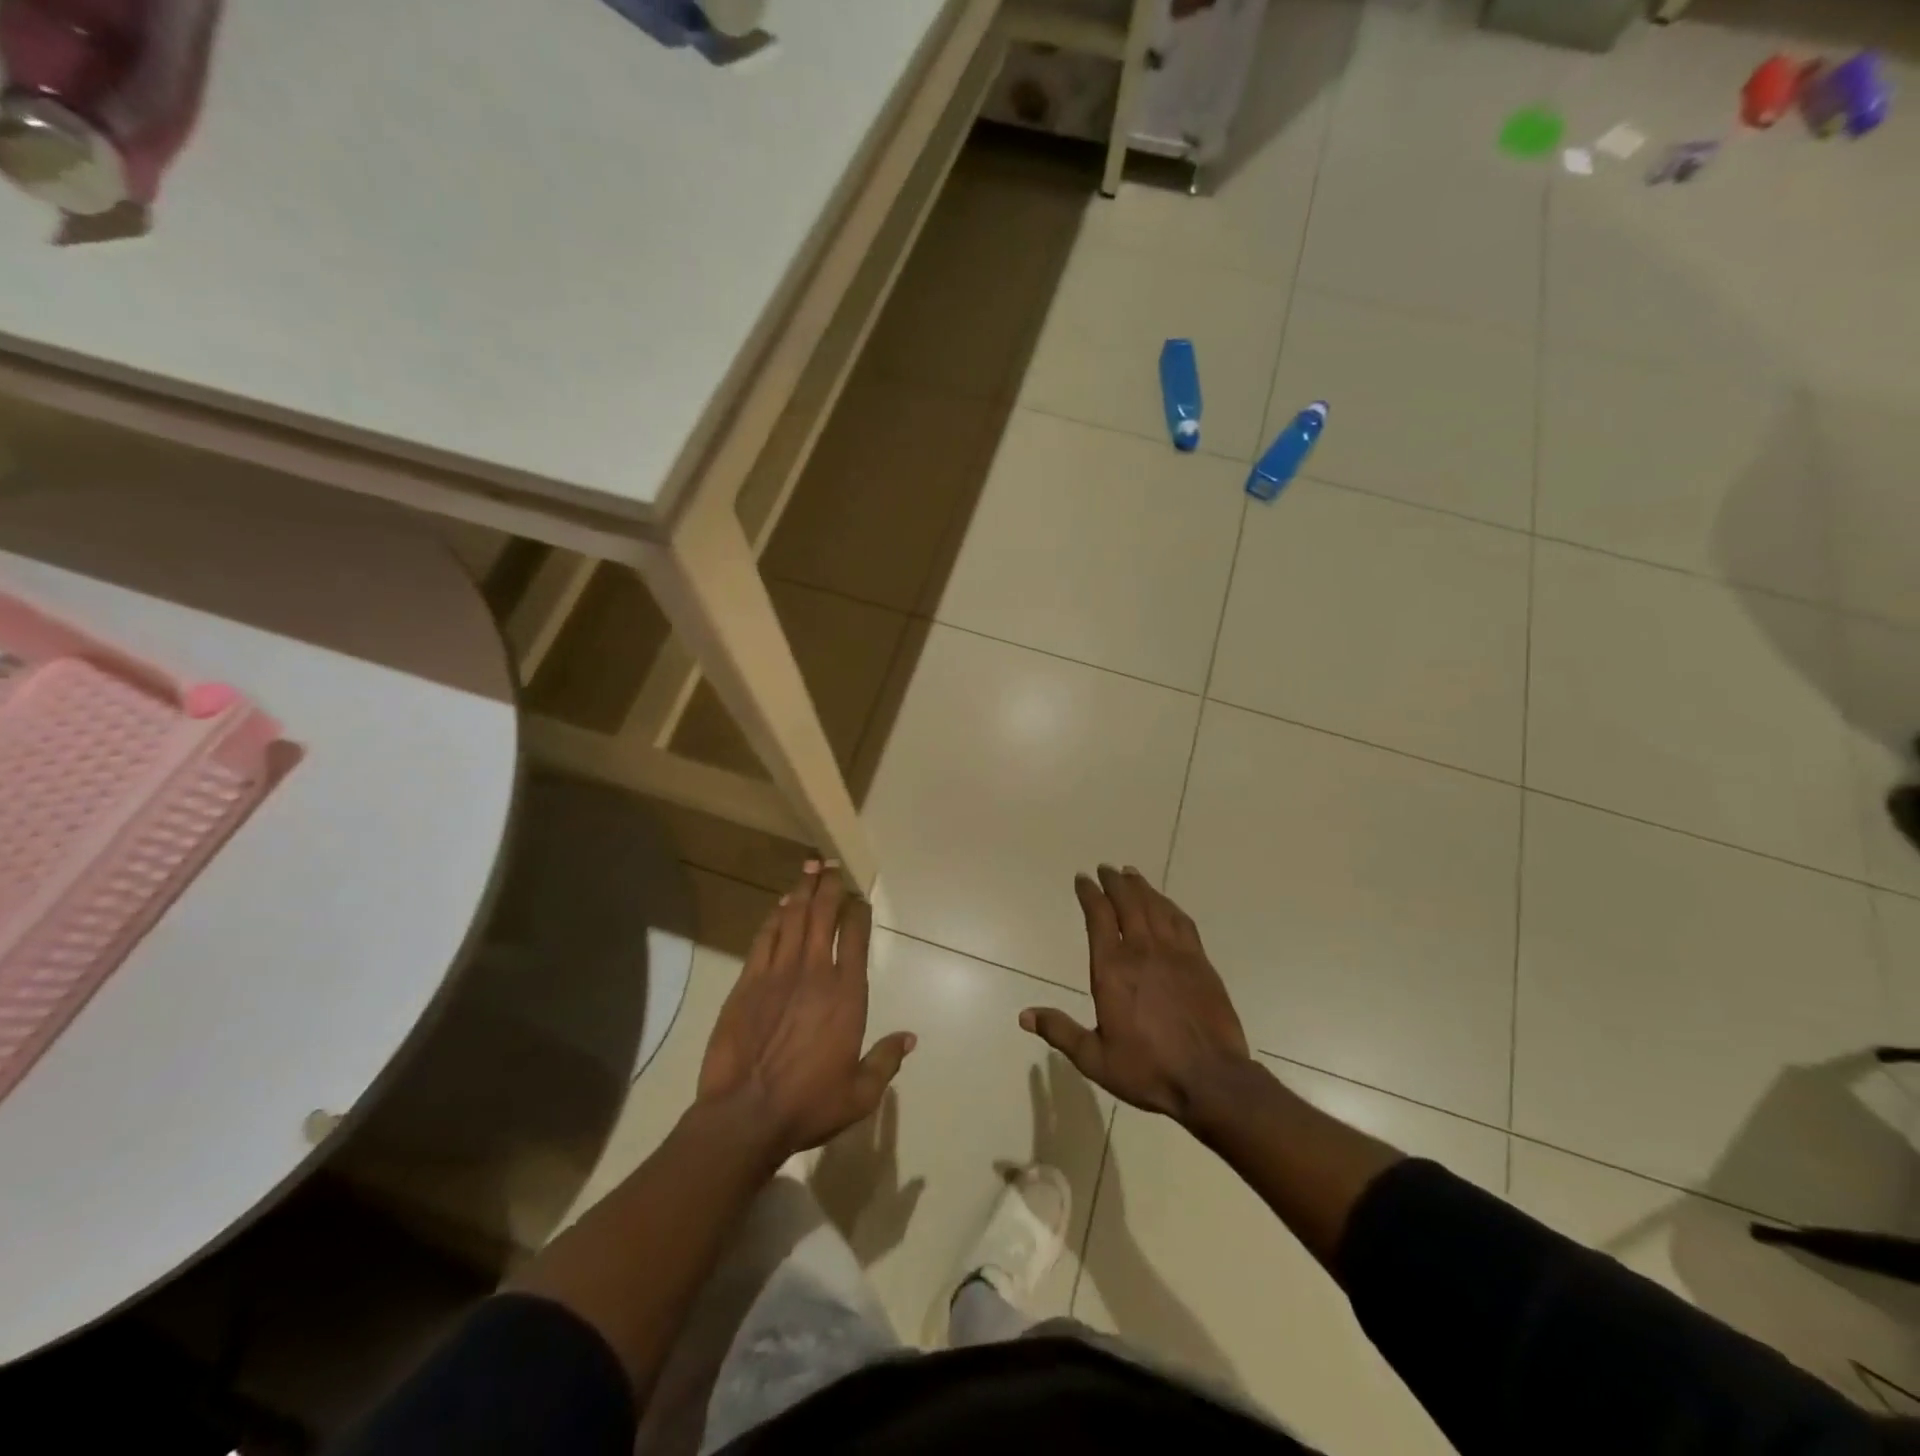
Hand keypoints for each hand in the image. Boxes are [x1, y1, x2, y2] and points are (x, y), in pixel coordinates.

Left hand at [698, 862, 914, 1158]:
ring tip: (808, 869)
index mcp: (847, 993)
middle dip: (828, 886)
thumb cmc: (808, 1104)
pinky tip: (779, 905)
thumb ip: (886, 1061)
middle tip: (830, 865)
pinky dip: (774, 917)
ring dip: (802, 891)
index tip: (858, 898)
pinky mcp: (748, 982)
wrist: (745, 1115)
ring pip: (792, 918)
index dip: (858, 911)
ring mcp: (778, 973)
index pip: (855, 936)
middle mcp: (815, 972)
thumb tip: (910, 1038)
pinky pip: (764, 938)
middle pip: (823, 915)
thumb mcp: (860, 1093)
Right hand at [1020, 865, 1251, 1122]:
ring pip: (1155, 907)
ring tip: (1131, 874)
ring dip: (1141, 887)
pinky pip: (1182, 922)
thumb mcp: (1095, 1058)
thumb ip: (1060, 1032)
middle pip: (1127, 903)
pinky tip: (1165, 903)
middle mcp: (1142, 951)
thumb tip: (1024, 1015)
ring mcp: (1175, 954)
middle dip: (1114, 882)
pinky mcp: (1200, 962)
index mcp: (1112, 970)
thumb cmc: (1148, 1069)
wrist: (1211, 1080)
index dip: (1089, 894)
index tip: (1082, 879)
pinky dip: (1169, 905)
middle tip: (1106, 868)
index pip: (1098, 917)